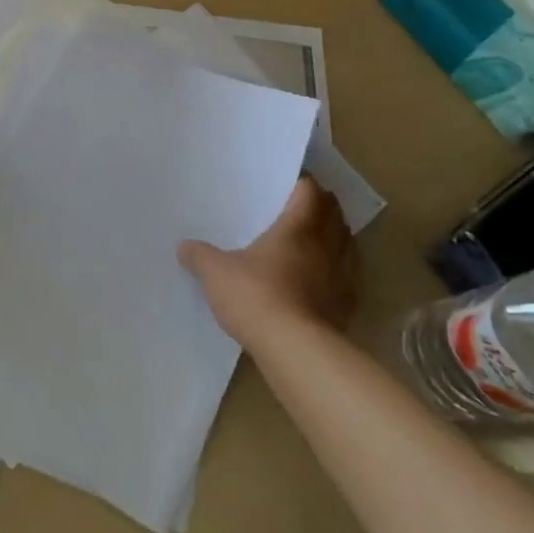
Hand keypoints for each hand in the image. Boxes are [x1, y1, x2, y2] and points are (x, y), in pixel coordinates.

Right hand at [178, 177, 358, 346]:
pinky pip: (349, 278)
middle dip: (324, 207)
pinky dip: (340, 271)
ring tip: (318, 239)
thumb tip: (184, 246)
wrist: (296, 350)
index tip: (292, 183)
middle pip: (335, 215)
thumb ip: (200, 257)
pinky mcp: (348, 306)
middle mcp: (325, 246)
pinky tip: (325, 280)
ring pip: (348, 245)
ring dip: (337, 237)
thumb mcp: (216, 274)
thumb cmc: (256, 296)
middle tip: (305, 206)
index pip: (310, 192)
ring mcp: (342, 277)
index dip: (304, 184)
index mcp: (296, 228)